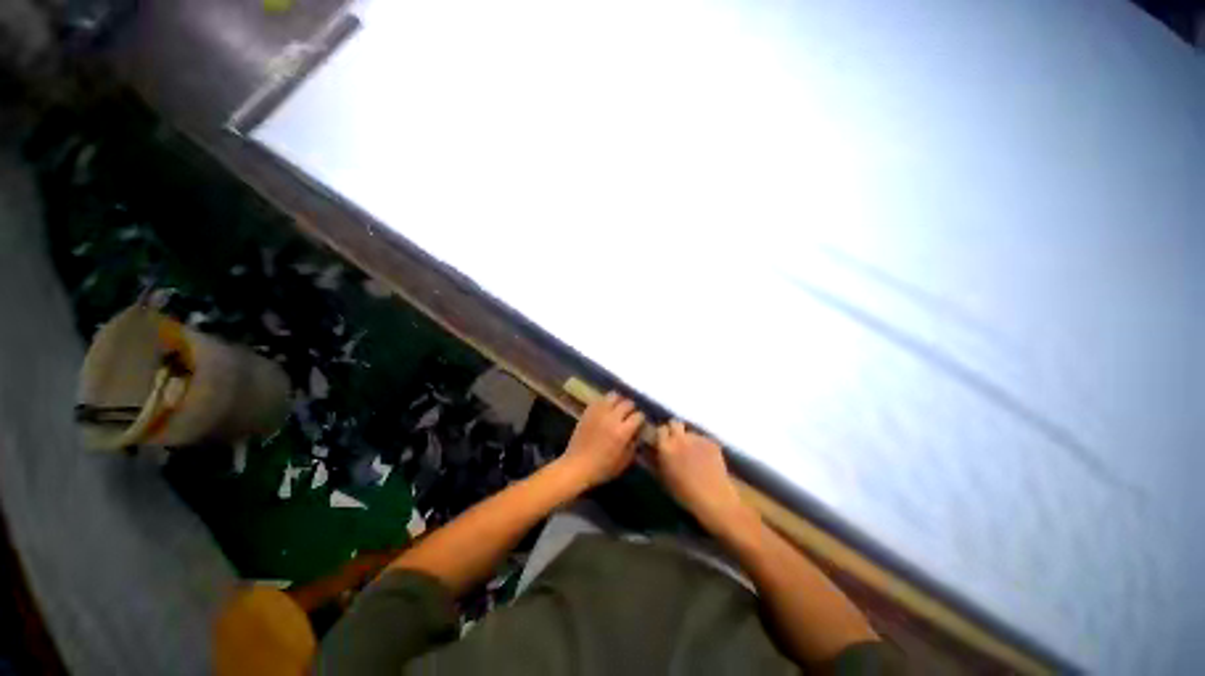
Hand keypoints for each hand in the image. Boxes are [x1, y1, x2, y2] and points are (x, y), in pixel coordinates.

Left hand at [557, 392, 643, 489]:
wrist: (577, 466)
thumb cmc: (603, 468)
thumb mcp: (625, 461)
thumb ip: (634, 445)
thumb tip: (637, 434)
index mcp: (623, 431)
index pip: (638, 416)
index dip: (641, 420)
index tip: (640, 424)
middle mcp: (612, 418)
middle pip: (627, 403)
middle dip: (631, 409)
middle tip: (630, 416)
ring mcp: (598, 413)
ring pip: (613, 396)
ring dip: (619, 401)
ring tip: (618, 409)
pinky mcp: (587, 412)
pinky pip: (599, 400)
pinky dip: (605, 402)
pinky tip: (606, 410)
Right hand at [654, 421, 754, 536]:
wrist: (713, 496)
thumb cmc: (683, 493)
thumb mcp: (663, 480)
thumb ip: (653, 463)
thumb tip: (645, 453)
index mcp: (666, 447)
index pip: (660, 429)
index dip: (661, 436)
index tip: (661, 444)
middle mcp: (681, 438)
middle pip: (675, 423)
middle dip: (673, 431)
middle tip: (675, 445)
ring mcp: (699, 438)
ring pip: (690, 432)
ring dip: (688, 439)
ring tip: (692, 455)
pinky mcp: (712, 442)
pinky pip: (702, 439)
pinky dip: (700, 445)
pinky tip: (704, 459)